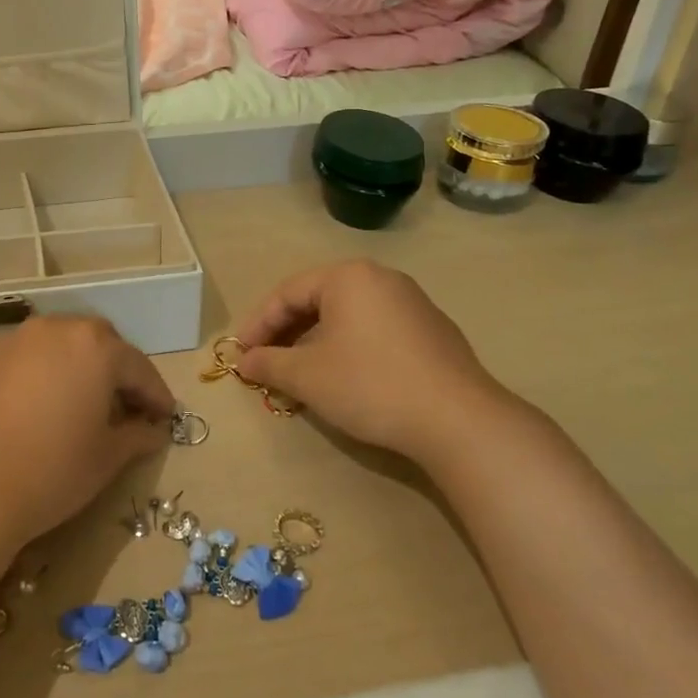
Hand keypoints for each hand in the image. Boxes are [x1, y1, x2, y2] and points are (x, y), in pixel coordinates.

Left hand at [0, 315, 174, 552]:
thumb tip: (152, 430)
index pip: (137, 368)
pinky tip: (29, 411)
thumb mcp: (105, 459)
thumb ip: (136, 436)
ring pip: (54, 347)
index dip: (155, 395)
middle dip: (114, 371)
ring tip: (73, 405)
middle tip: (121, 406)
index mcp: (94, 347)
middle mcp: (53, 331)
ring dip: (71, 369)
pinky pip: (19, 361)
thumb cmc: (50, 472)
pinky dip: (34, 377)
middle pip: (96, 344)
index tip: (165, 417)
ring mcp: (10, 342)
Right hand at [234, 260, 526, 465]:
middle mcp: (381, 278)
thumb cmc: (370, 385)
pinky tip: (345, 378)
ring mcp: (412, 303)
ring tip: (300, 372)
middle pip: (319, 300)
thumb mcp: (307, 376)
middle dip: (286, 332)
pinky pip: (376, 330)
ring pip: (348, 316)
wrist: (457, 420)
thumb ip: (269, 364)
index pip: (288, 292)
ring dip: (316, 341)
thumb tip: (244, 361)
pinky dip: (349, 348)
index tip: (240, 353)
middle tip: (266, 362)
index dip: (258, 324)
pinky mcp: (433, 332)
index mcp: (348, 277)